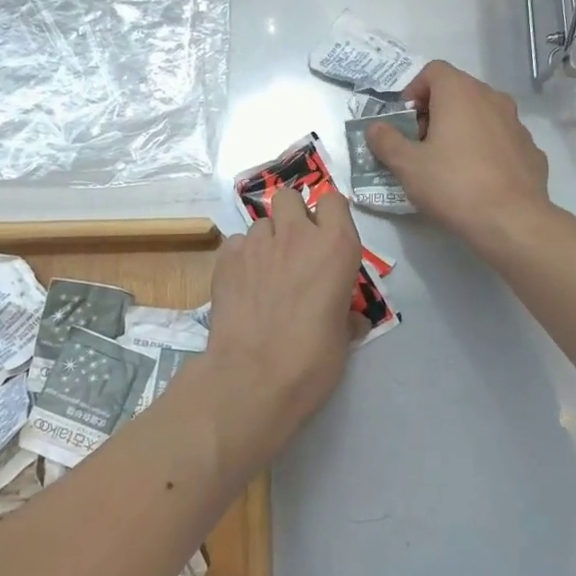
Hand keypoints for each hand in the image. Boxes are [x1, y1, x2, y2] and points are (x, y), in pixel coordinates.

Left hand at [196, 188, 363, 468]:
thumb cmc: (312, 360)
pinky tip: (242, 285)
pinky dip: (240, 258)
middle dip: (292, 215)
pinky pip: (236, 244)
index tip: (327, 237)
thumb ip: (345, 314)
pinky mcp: (225, 258)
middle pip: (290, 197)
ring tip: (264, 273)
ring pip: (261, 223)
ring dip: (266, 241)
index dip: (329, 216)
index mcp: (336, 246)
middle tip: (294, 248)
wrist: (253, 377)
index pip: (334, 200)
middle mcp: (296, 234)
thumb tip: (349, 319)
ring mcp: (256, 243)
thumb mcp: (343, 337)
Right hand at [365, 60, 552, 252]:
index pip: (433, 71)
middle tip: (420, 144)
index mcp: (460, 93)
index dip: (413, 91)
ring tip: (447, 162)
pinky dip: (485, 148)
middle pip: (458, 91)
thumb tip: (376, 127)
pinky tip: (477, 178)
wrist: (511, 220)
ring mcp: (516, 123)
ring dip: (461, 129)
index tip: (404, 121)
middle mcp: (492, 98)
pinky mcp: (530, 149)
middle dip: (435, 111)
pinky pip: (500, 139)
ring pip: (481, 114)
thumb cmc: (453, 185)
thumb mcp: (407, 166)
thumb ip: (386, 141)